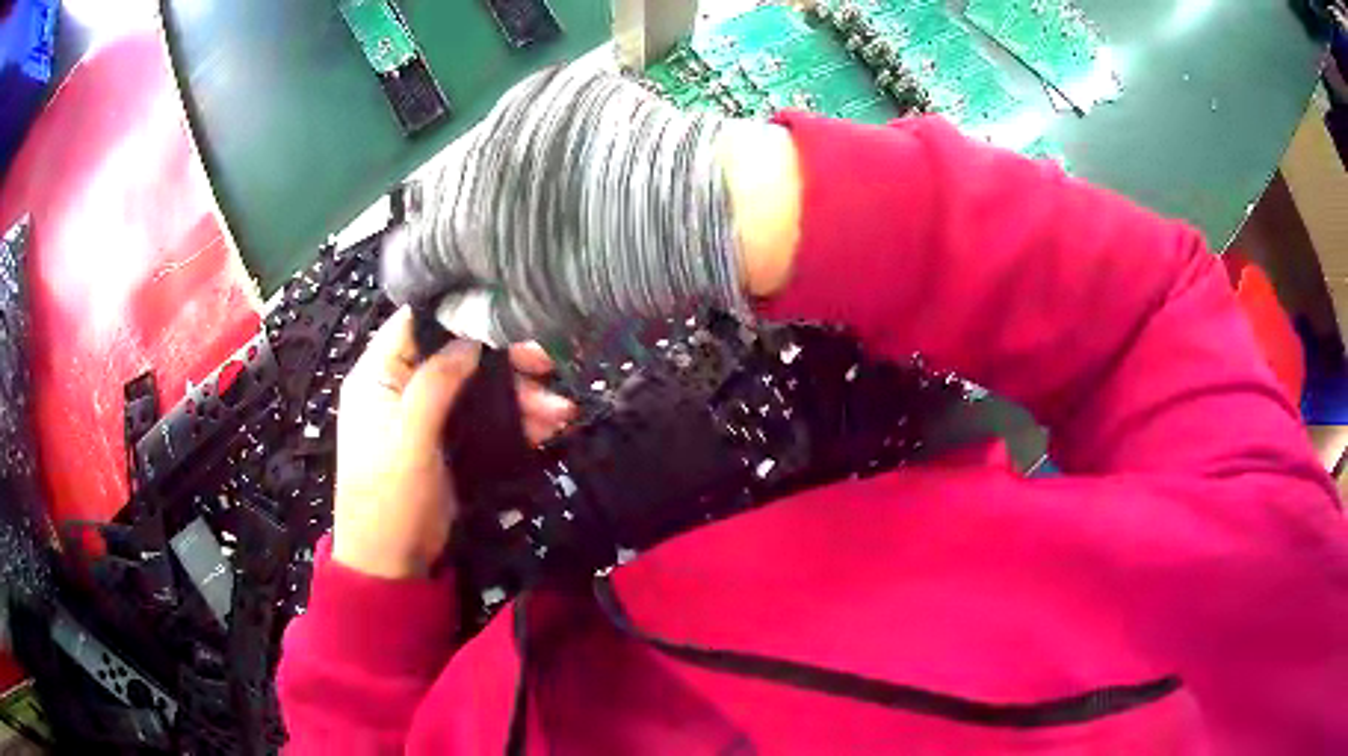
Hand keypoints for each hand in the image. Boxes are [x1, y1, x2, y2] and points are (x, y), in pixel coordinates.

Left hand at [333, 307, 575, 578]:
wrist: (393, 564)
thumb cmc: (389, 498)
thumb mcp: (408, 437)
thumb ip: (435, 383)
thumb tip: (471, 340)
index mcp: (380, 375)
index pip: (416, 323)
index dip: (458, 314)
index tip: (506, 316)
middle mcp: (404, 386)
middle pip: (458, 356)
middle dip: (504, 362)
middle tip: (547, 366)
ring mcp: (429, 416)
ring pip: (479, 389)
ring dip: (520, 398)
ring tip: (561, 413)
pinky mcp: (451, 443)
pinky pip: (486, 420)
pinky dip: (517, 423)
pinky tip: (548, 430)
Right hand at [382, 65, 801, 340]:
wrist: (692, 198)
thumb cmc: (616, 267)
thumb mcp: (541, 314)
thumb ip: (478, 316)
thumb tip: (445, 309)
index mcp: (462, 229)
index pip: (404, 260)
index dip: (411, 279)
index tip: (427, 283)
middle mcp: (469, 168)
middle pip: (428, 202)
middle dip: (443, 225)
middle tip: (482, 241)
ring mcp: (505, 120)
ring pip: (466, 159)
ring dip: (480, 184)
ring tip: (527, 200)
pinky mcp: (541, 92)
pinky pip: (508, 126)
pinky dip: (517, 150)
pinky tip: (554, 164)